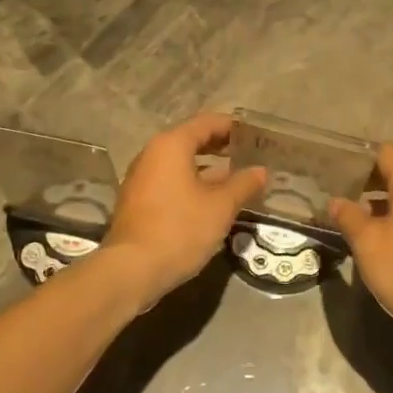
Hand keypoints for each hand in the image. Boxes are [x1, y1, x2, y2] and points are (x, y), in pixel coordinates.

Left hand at [101, 113, 266, 310]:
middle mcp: (152, 154)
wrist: (131, 270)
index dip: (233, 127)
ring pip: (180, 163)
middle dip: (221, 146)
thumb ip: (243, 184)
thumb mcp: (220, 207)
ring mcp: (141, 178)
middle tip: (249, 155)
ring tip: (236, 178)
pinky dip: (192, 183)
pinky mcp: (138, 201)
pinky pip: (170, 181)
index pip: (207, 122)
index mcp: (171, 145)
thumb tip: (261, 171)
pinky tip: (211, 200)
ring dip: (207, 168)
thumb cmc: (180, 229)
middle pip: (191, 140)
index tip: (255, 136)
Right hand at [329, 144, 392, 349]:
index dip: (361, 157)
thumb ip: (349, 217)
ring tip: (354, 222)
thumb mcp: (368, 243)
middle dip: (367, 184)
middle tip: (339, 197)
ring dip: (381, 206)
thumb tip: (336, 201)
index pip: (386, 152)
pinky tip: (380, 244)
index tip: (338, 170)